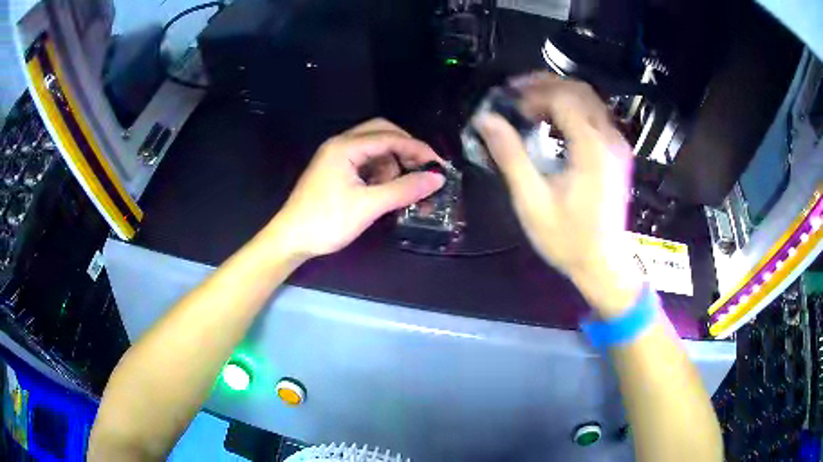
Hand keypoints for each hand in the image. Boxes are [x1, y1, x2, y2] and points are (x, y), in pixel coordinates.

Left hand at [270, 119, 444, 258]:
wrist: (291, 240)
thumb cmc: (326, 222)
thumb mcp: (368, 206)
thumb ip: (404, 189)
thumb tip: (437, 179)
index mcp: (346, 147)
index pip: (390, 137)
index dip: (417, 149)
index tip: (439, 166)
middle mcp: (341, 145)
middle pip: (381, 134)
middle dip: (405, 149)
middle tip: (423, 169)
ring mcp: (337, 157)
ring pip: (374, 148)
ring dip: (392, 162)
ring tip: (402, 186)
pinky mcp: (336, 171)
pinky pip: (365, 162)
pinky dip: (380, 172)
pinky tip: (385, 190)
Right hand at [473, 73, 642, 317]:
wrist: (603, 264)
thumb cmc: (568, 239)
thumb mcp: (532, 200)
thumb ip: (509, 155)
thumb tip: (485, 120)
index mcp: (591, 148)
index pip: (562, 98)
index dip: (532, 93)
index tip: (508, 105)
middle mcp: (609, 139)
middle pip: (579, 90)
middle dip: (545, 84)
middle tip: (515, 93)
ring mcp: (617, 145)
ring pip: (589, 99)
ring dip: (557, 94)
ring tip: (528, 103)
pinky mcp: (617, 153)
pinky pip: (594, 115)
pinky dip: (571, 108)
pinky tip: (551, 121)